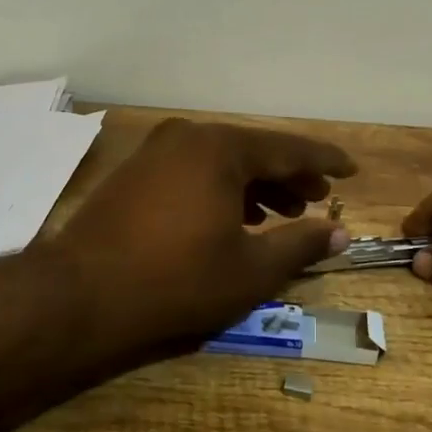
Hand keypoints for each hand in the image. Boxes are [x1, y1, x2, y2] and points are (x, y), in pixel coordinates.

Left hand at [46, 119, 355, 347]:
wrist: (80, 295)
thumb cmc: (176, 280)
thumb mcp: (250, 269)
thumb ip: (300, 245)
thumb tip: (341, 234)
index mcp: (221, 148)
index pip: (288, 148)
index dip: (324, 160)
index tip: (351, 168)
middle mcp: (189, 137)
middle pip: (253, 151)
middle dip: (288, 176)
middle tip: (317, 198)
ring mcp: (156, 151)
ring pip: (221, 161)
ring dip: (255, 185)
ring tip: (280, 213)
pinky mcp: (135, 172)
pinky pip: (193, 170)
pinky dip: (221, 189)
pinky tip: (232, 218)